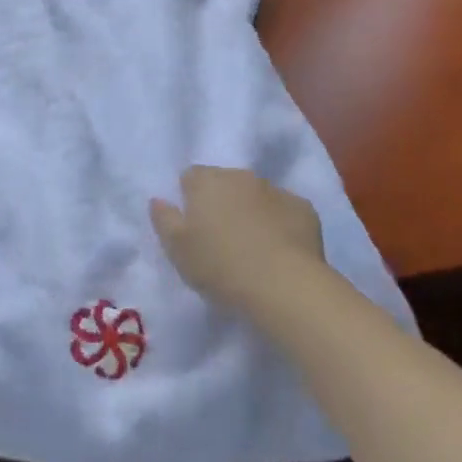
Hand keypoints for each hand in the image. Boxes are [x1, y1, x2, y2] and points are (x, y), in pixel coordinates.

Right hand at [150, 166, 326, 316]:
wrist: (284, 286)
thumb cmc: (221, 266)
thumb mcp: (177, 250)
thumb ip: (163, 219)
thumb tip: (158, 199)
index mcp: (207, 181)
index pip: (191, 177)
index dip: (189, 199)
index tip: (193, 227)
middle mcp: (240, 176)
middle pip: (225, 183)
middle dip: (221, 202)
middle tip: (221, 239)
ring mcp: (275, 190)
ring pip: (256, 195)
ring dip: (251, 211)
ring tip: (253, 247)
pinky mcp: (304, 209)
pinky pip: (284, 211)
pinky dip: (280, 223)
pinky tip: (280, 250)